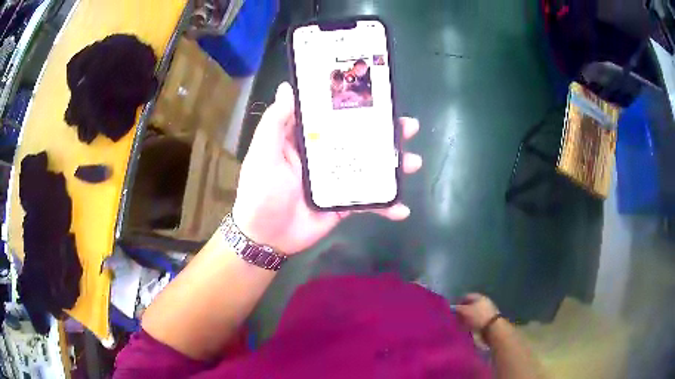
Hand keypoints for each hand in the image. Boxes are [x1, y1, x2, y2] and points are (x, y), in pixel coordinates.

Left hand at [232, 82, 421, 254]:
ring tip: (413, 161)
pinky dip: (385, 206)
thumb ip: (276, 121)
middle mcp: (324, 156)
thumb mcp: (263, 152)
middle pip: (359, 139)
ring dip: (393, 165)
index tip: (377, 96)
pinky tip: (402, 208)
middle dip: (385, 133)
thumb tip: (288, 87)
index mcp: (305, 139)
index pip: (333, 116)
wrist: (265, 236)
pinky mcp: (343, 204)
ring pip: (369, 167)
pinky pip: (368, 201)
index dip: (354, 105)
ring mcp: (336, 180)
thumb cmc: (260, 191)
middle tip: (408, 126)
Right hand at [455, 293, 499, 330]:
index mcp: (478, 296)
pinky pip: (476, 321)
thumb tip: (451, 308)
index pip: (466, 296)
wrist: (492, 328)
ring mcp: (486, 311)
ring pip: (472, 314)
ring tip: (460, 326)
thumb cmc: (478, 316)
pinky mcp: (487, 320)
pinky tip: (467, 329)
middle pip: (469, 306)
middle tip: (455, 319)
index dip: (458, 302)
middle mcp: (483, 302)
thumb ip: (457, 308)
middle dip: (462, 312)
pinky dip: (471, 324)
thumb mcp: (465, 311)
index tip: (452, 311)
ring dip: (466, 319)